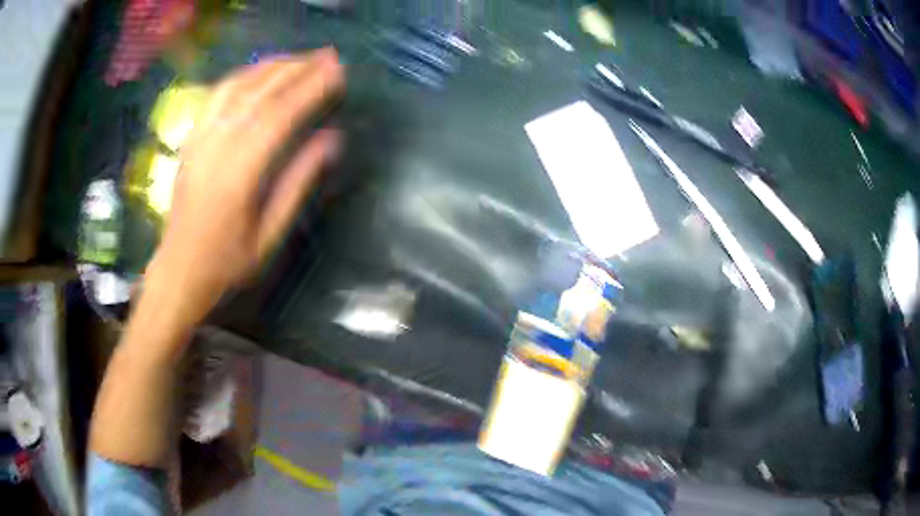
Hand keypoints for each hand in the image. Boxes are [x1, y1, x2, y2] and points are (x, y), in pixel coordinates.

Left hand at [146, 48, 343, 328]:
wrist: (179, 268)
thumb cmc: (228, 261)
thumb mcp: (270, 233)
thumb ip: (298, 183)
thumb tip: (331, 139)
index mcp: (240, 173)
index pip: (281, 116)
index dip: (311, 89)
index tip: (338, 71)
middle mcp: (218, 146)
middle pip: (261, 93)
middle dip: (298, 69)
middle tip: (328, 55)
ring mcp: (200, 138)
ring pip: (238, 86)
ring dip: (272, 66)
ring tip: (300, 58)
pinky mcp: (191, 138)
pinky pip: (216, 95)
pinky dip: (242, 75)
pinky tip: (259, 71)